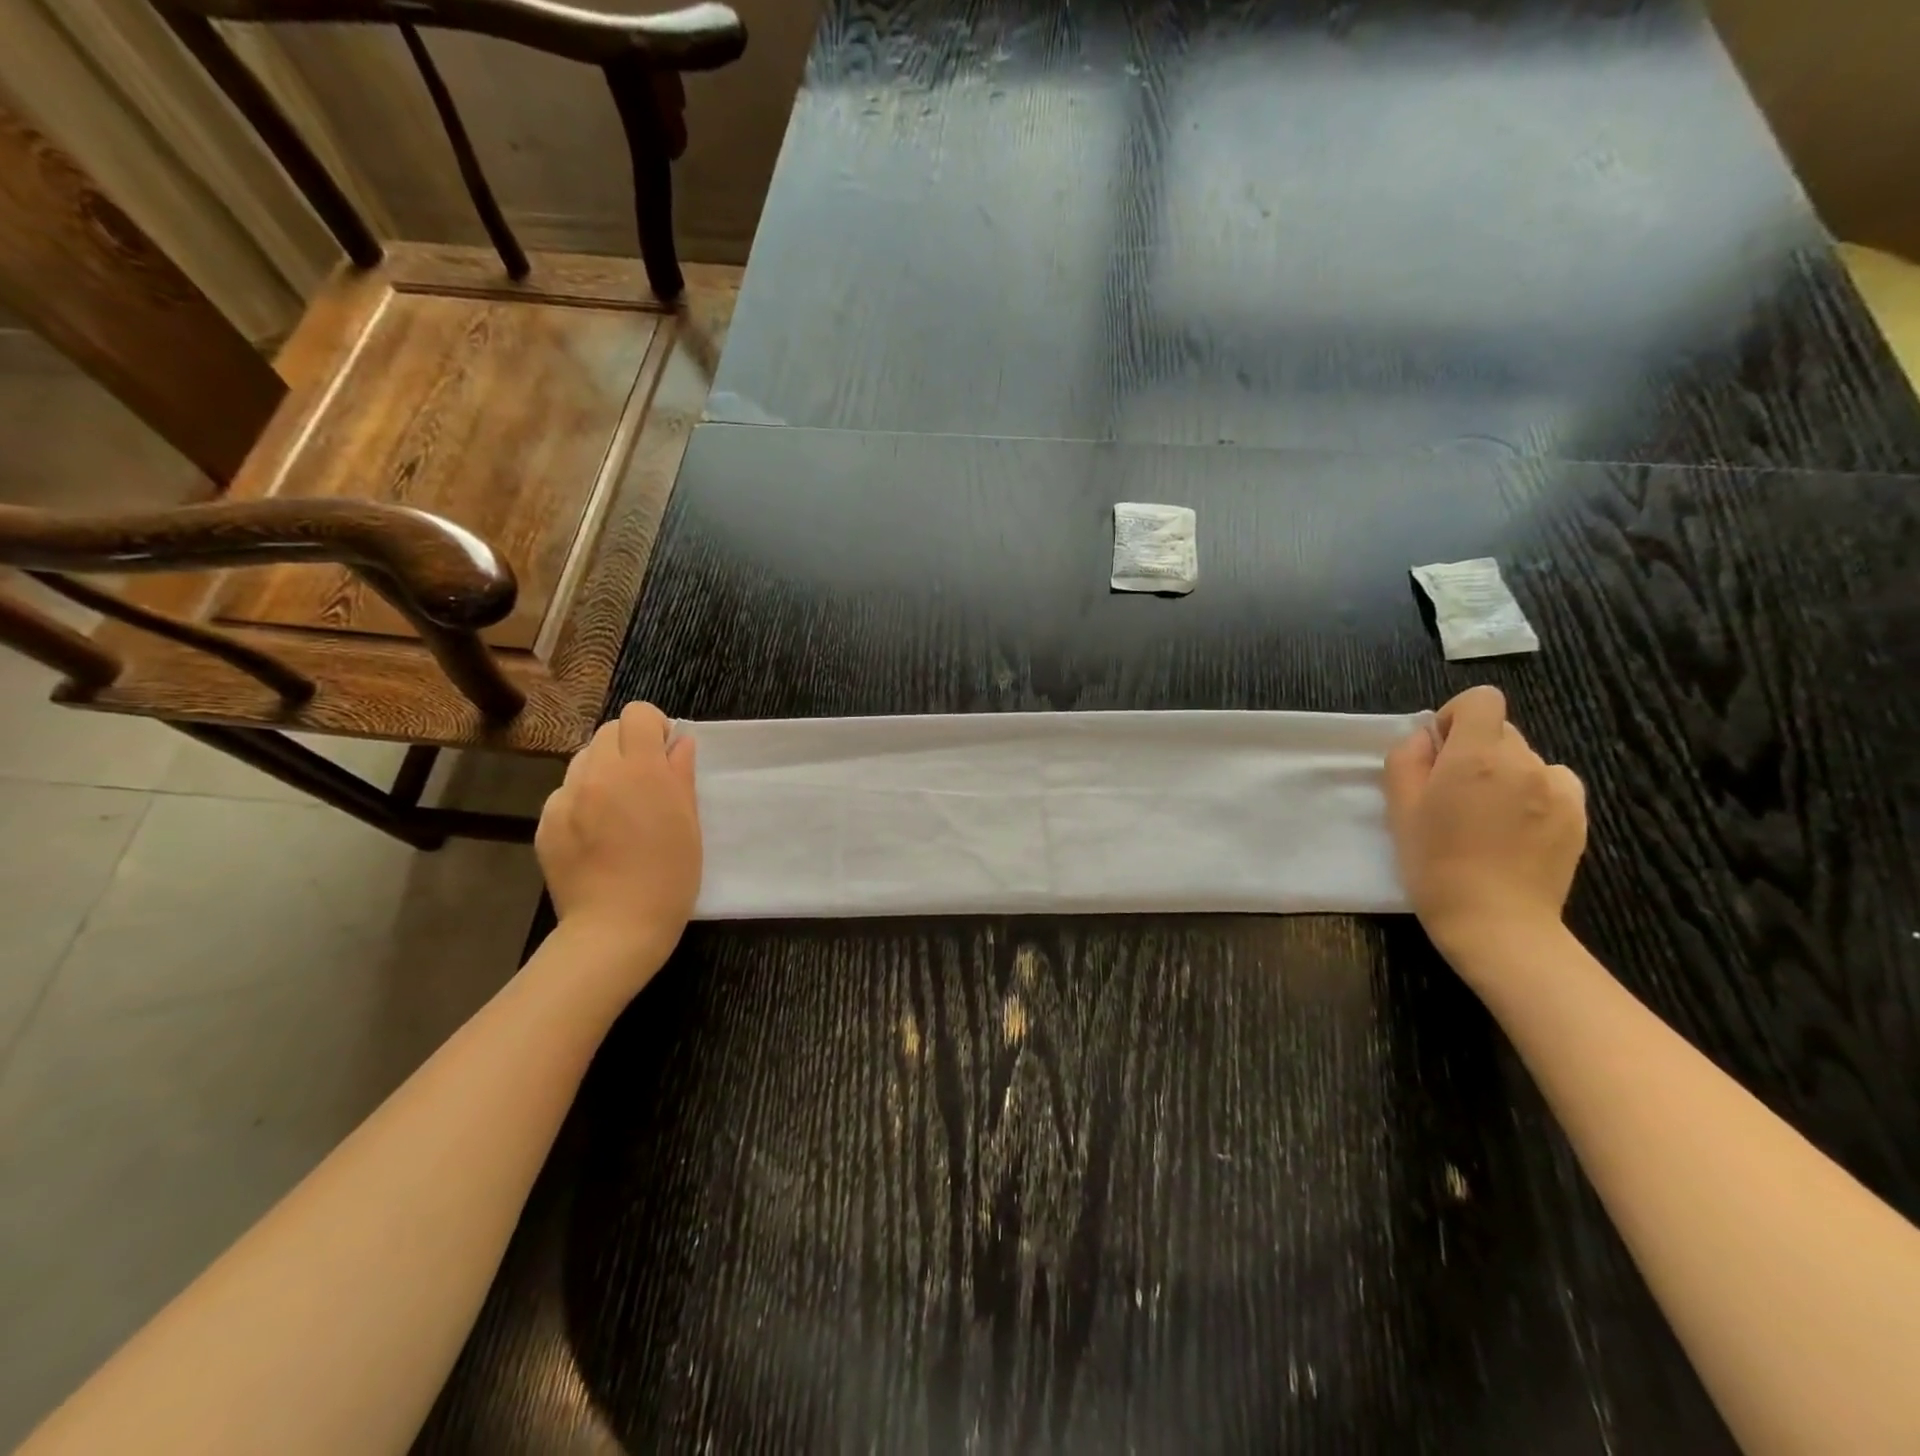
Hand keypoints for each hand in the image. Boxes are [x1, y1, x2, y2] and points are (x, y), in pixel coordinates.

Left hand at [536, 702, 701, 978]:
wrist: (616, 928)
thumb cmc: (669, 876)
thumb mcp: (689, 823)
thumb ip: (681, 775)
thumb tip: (679, 743)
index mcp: (640, 770)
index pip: (636, 714)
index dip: (653, 726)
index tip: (665, 751)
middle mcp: (597, 774)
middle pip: (607, 732)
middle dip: (629, 745)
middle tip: (645, 780)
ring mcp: (565, 798)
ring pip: (584, 760)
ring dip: (604, 770)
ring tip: (618, 808)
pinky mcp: (545, 823)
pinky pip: (565, 793)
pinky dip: (582, 800)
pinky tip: (596, 834)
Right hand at [1383, 685, 1586, 969]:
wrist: (1496, 922)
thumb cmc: (1434, 863)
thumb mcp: (1400, 808)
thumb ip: (1408, 759)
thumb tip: (1427, 738)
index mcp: (1476, 756)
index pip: (1482, 700)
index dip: (1457, 717)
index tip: (1440, 751)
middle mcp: (1524, 762)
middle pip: (1501, 731)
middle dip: (1475, 750)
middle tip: (1453, 793)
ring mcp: (1558, 789)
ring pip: (1526, 759)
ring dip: (1505, 774)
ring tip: (1487, 817)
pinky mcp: (1578, 816)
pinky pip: (1553, 785)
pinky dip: (1533, 795)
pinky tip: (1516, 830)